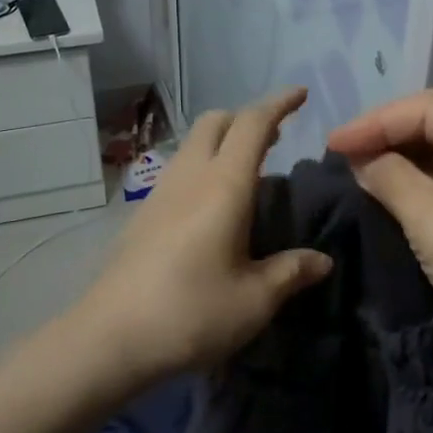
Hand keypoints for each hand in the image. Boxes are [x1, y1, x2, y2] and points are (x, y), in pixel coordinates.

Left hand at [78, 87, 333, 384]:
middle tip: (276, 138)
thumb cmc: (191, 314)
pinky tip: (213, 204)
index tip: (301, 94)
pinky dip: (204, 164)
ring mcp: (160, 192)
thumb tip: (322, 260)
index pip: (253, 124)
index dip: (279, 104)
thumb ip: (291, 272)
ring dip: (223, 140)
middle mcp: (190, 177)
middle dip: (247, 117)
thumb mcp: (254, 300)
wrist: (109, 338)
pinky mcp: (143, 213)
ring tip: (248, 170)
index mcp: (223, 186)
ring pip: (193, 143)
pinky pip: (180, 168)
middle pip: (216, 121)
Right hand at [327, 89, 432, 359]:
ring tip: (355, 163)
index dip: (378, 121)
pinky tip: (383, 182)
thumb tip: (359, 158)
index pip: (432, 109)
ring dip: (398, 153)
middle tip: (342, 149)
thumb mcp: (432, 219)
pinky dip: (413, 177)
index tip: (334, 142)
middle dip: (387, 132)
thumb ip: (390, 176)